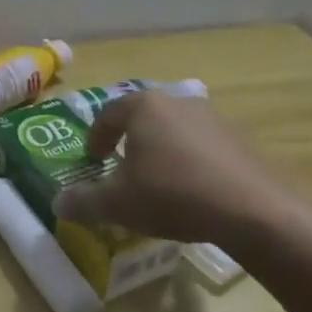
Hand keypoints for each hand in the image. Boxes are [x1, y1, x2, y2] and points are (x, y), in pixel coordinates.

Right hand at [53, 91, 298, 244]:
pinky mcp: (239, 138)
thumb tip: (58, 203)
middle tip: (122, 168)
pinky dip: (190, 161)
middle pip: (142, 117)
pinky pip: (202, 145)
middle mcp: (176, 101)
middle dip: (129, 141)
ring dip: (161, 150)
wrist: (253, 210)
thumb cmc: (173, 195)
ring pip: (174, 130)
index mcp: (143, 106)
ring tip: (158, 182)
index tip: (94, 160)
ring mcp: (212, 117)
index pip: (108, 114)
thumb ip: (85, 201)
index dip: (95, 137)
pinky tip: (192, 191)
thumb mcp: (119, 204)